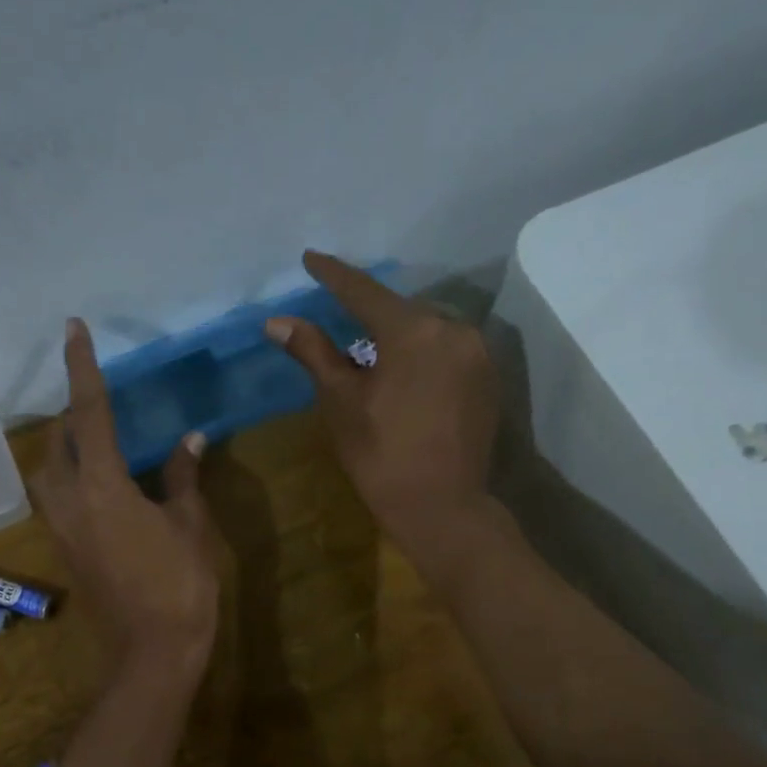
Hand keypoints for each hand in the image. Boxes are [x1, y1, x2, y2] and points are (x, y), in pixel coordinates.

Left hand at [32, 318, 220, 678]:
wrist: (153, 652)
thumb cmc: (180, 584)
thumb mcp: (189, 524)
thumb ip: (182, 476)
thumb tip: (190, 439)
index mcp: (101, 486)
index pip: (89, 412)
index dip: (83, 367)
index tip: (73, 329)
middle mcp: (70, 500)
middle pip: (58, 440)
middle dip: (74, 412)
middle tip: (101, 398)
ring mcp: (61, 527)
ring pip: (48, 470)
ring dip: (66, 446)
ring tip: (98, 437)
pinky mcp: (65, 548)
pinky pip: (58, 496)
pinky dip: (72, 475)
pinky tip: (102, 481)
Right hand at [266, 250, 498, 543]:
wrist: (444, 508)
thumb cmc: (382, 456)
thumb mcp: (341, 402)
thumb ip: (314, 353)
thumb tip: (278, 321)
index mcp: (413, 331)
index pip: (363, 292)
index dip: (333, 275)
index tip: (310, 258)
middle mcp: (453, 329)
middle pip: (399, 309)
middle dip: (366, 308)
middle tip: (335, 307)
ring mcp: (477, 354)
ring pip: (426, 329)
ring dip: (395, 331)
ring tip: (368, 344)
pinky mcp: (488, 378)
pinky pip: (446, 349)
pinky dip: (420, 351)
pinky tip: (403, 369)